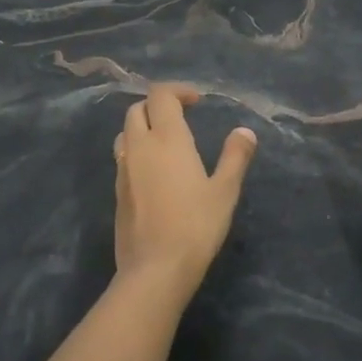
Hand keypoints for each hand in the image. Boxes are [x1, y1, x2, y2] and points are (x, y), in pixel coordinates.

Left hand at [112, 84, 257, 293]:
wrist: (155, 269)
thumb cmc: (195, 226)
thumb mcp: (225, 191)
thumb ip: (235, 157)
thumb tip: (244, 132)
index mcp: (167, 139)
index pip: (160, 95)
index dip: (177, 91)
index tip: (196, 101)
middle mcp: (139, 147)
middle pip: (137, 109)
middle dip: (157, 105)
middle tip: (182, 117)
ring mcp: (123, 170)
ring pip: (125, 133)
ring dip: (142, 127)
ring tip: (165, 141)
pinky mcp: (117, 192)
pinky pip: (123, 158)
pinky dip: (136, 151)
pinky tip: (154, 171)